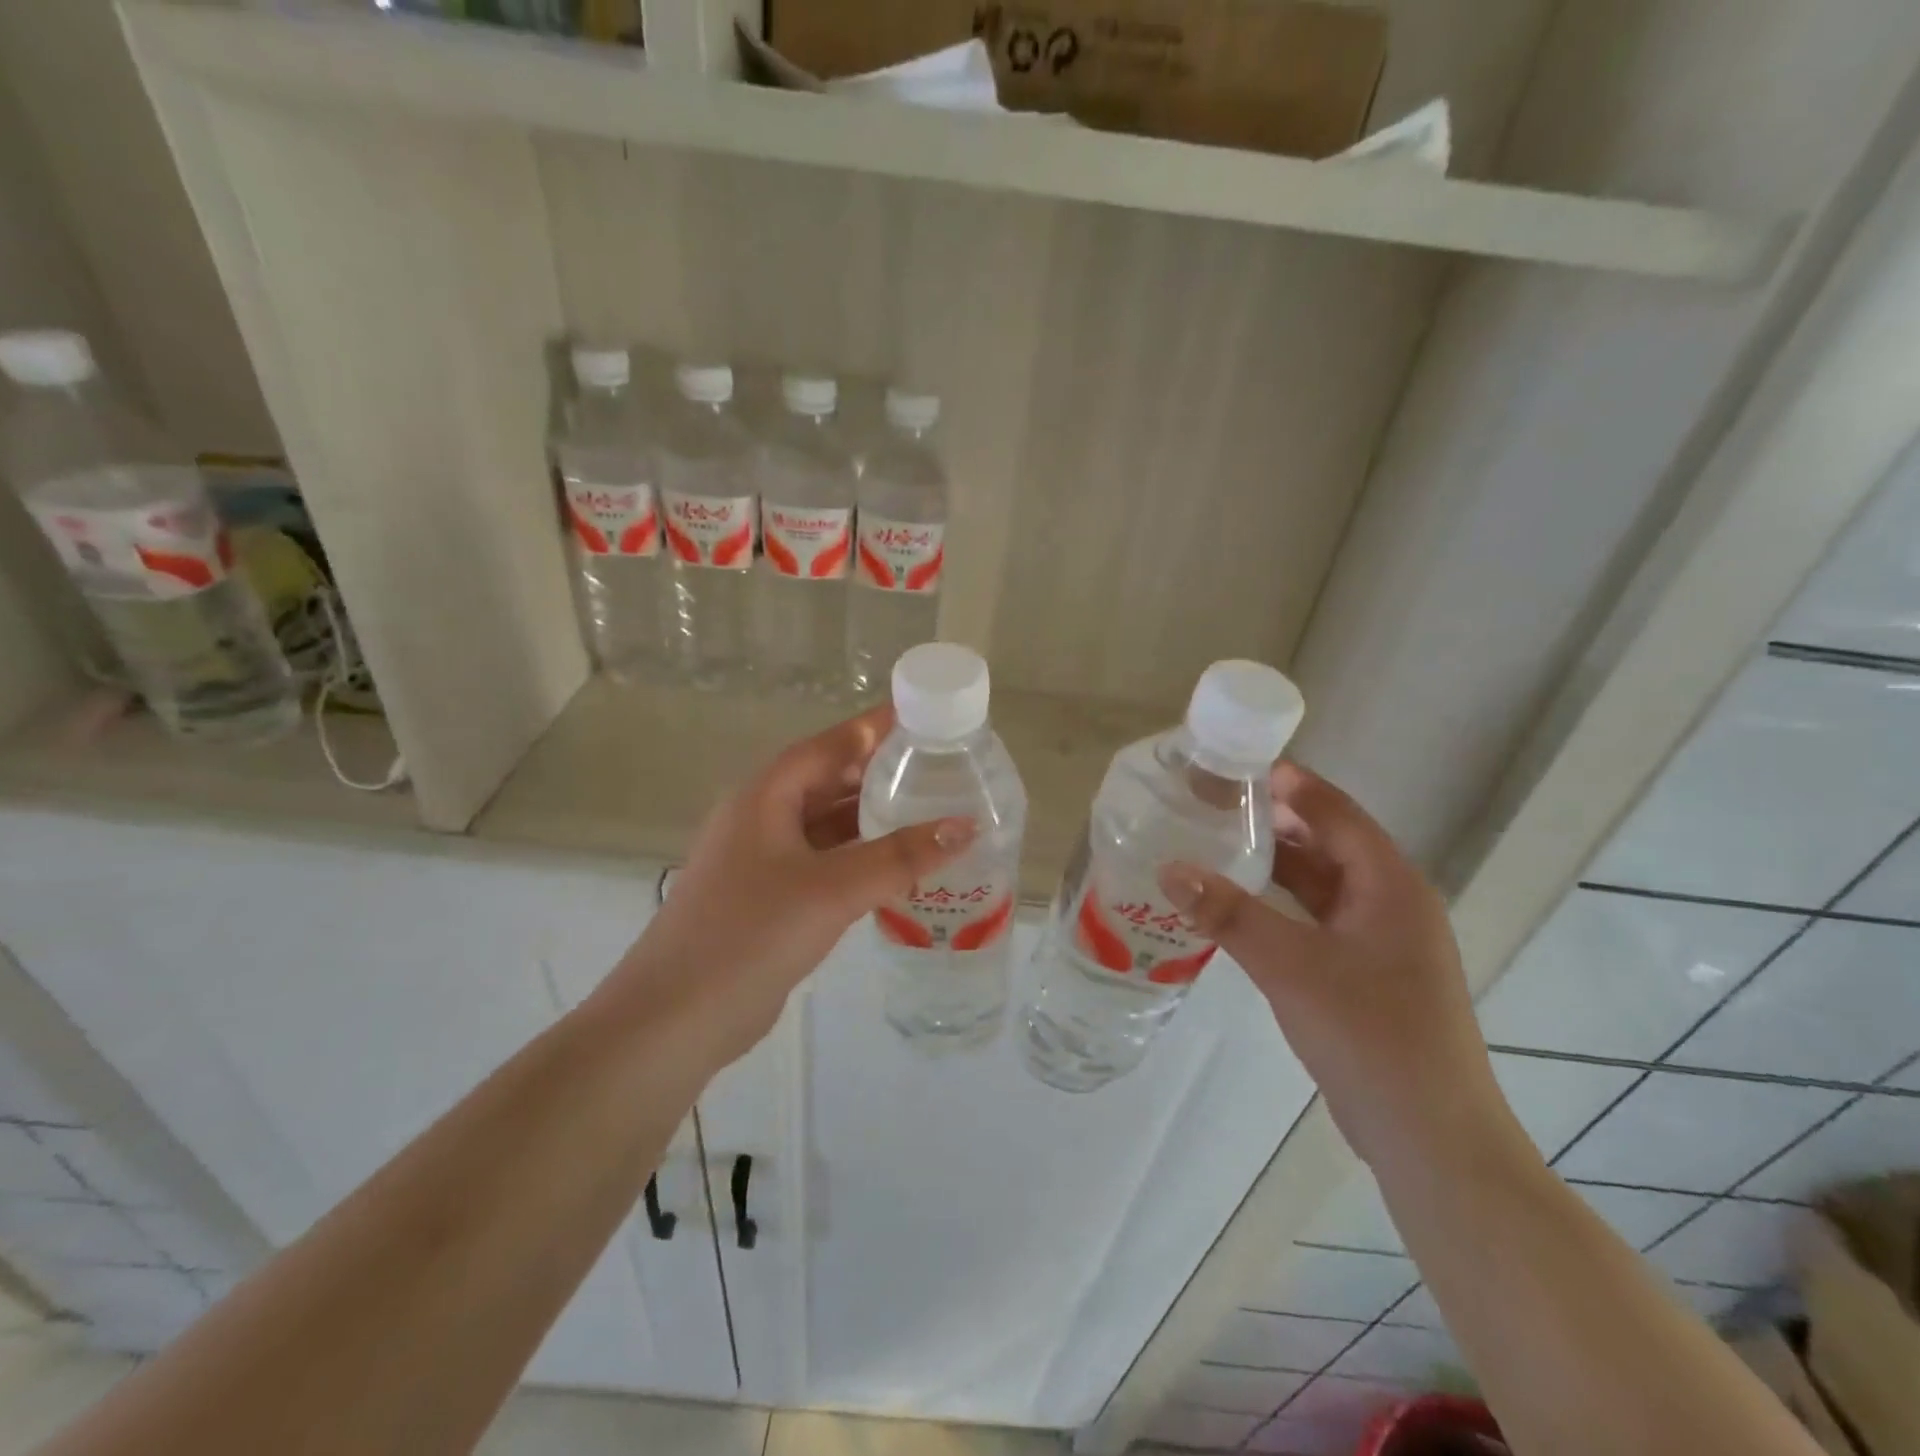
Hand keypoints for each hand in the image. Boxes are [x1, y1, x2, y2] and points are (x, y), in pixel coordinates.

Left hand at [604, 705, 975, 1067]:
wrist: (676, 1018)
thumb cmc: (750, 934)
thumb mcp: (832, 889)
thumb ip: (900, 857)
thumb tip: (967, 826)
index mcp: (766, 795)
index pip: (831, 744)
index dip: (877, 727)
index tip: (927, 717)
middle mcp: (763, 817)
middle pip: (830, 780)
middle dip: (882, 773)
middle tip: (942, 768)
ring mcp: (763, 859)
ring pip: (828, 824)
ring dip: (873, 818)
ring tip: (931, 811)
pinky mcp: (770, 897)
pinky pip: (825, 861)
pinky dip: (860, 857)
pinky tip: (898, 866)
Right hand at [1158, 764, 1520, 1175]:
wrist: (1430, 1137)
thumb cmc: (1369, 1034)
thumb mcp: (1290, 966)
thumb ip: (1228, 913)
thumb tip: (1169, 867)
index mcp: (1389, 884)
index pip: (1334, 811)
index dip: (1287, 783)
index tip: (1232, 765)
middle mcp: (1390, 901)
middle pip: (1326, 842)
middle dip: (1273, 820)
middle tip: (1211, 805)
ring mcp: (1380, 940)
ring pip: (1320, 883)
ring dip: (1274, 864)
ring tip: (1216, 845)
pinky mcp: (1366, 972)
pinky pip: (1316, 918)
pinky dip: (1280, 904)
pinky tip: (1239, 907)